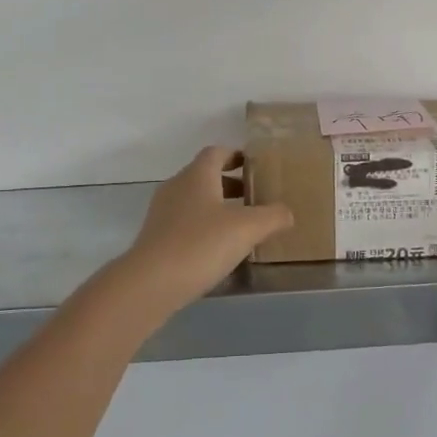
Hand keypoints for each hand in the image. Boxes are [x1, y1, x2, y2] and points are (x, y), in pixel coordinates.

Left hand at [114, 146, 293, 316]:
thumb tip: (287, 212)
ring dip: (218, 207)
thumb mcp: (248, 228)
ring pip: (195, 201)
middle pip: (205, 176)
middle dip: (231, 184)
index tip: (255, 166)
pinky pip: (185, 223)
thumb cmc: (201, 244)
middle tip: (256, 197)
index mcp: (197, 175)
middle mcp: (177, 187)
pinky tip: (220, 249)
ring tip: (242, 226)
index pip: (216, 153)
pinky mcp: (156, 238)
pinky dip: (204, 228)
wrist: (150, 283)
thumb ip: (273, 216)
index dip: (236, 155)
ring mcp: (162, 213)